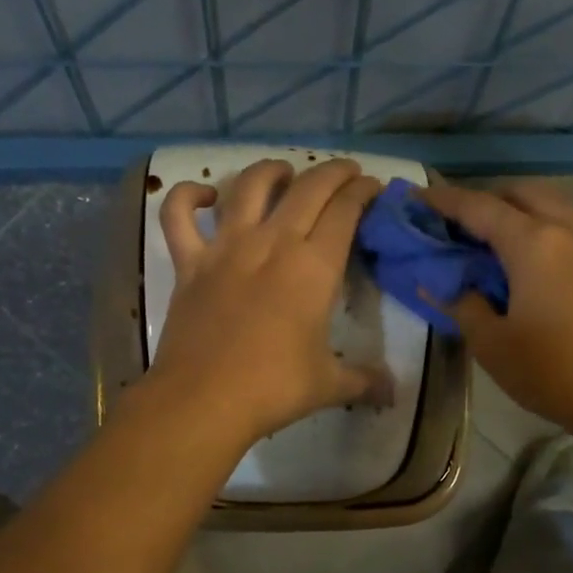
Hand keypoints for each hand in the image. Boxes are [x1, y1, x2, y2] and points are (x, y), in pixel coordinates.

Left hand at [146, 157, 387, 447]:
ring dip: (271, 171)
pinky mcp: (190, 263)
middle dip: (333, 172)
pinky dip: (188, 196)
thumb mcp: (329, 385)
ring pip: (249, 186)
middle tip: (346, 172)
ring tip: (284, 172)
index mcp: (314, 267)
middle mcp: (272, 243)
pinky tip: (205, 196)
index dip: (363, 192)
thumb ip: (364, 381)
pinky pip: (179, 214)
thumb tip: (393, 392)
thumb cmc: (273, 389)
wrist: (204, 401)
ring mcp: (226, 248)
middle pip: (308, 188)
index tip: (373, 188)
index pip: (345, 210)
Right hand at [421, 182, 572, 442]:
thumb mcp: (492, 344)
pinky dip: (538, 226)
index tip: (416, 198)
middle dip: (483, 200)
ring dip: (514, 211)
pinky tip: (525, 261)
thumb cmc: (554, 371)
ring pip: (547, 204)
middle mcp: (564, 228)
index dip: (443, 201)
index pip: (478, 207)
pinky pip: (565, 224)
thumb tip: (438, 284)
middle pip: (518, 193)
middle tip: (455, 227)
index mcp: (531, 243)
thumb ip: (461, 305)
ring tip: (488, 243)